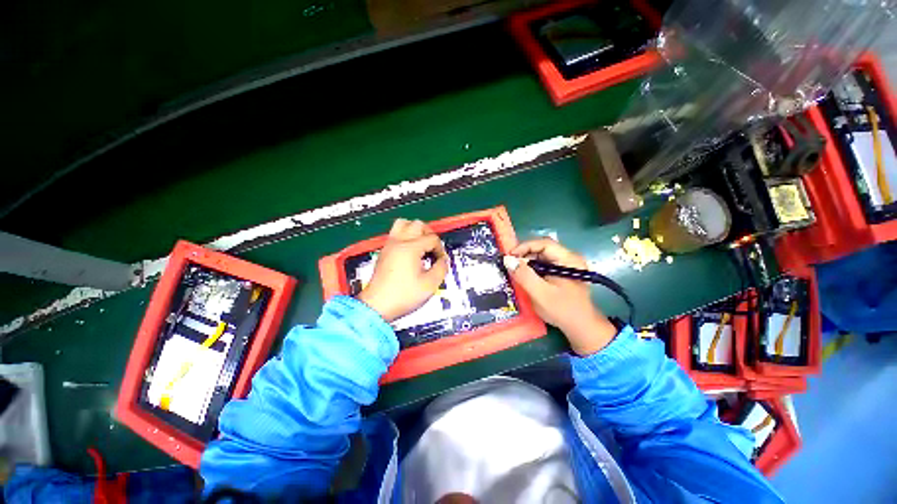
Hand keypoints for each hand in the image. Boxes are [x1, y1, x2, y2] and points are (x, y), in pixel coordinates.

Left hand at [358, 219, 448, 321]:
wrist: (377, 306)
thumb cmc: (404, 295)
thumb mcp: (430, 285)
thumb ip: (441, 268)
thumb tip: (444, 260)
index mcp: (410, 248)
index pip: (432, 239)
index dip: (440, 249)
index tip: (441, 262)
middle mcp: (399, 242)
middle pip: (417, 224)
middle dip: (429, 234)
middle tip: (433, 248)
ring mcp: (389, 245)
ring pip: (402, 224)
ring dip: (415, 231)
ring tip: (421, 245)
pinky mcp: (384, 252)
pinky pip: (395, 234)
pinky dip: (405, 237)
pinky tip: (410, 252)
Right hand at [504, 238, 616, 355]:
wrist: (581, 328)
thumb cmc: (562, 310)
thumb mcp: (540, 293)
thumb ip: (524, 275)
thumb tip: (508, 260)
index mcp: (569, 260)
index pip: (544, 244)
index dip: (525, 246)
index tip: (510, 256)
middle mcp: (569, 258)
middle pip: (542, 249)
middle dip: (525, 256)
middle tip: (511, 265)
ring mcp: (566, 266)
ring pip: (542, 257)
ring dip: (527, 263)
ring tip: (516, 272)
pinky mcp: (562, 273)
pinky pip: (544, 265)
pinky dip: (532, 269)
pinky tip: (525, 277)